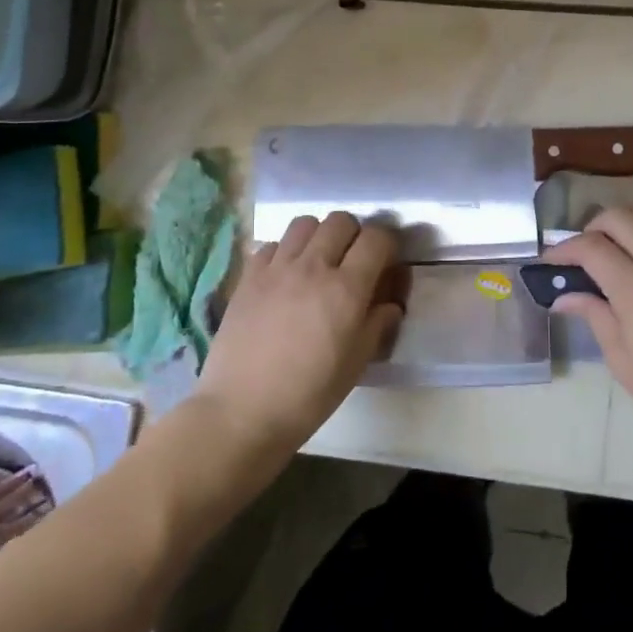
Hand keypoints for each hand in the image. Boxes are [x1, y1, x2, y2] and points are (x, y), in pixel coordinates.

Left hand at [194, 212, 401, 461]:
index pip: (376, 238)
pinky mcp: (249, 275)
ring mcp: (277, 267)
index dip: (387, 243)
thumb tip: (390, 303)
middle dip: (354, 234)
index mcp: (346, 289)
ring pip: (305, 223)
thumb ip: (378, 324)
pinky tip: (285, 276)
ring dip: (319, 236)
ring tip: (318, 261)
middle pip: (341, 220)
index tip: (386, 261)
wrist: (242, 411)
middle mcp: (313, 266)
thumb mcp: (357, 363)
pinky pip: (273, 243)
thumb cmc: (309, 394)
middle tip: (353, 261)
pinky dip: (285, 251)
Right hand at [545, 208, 632, 461]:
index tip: (550, 263)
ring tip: (620, 246)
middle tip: (583, 252)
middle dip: (594, 227)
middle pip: (621, 218)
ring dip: (631, 222)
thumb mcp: (621, 359)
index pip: (591, 248)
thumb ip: (594, 316)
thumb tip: (564, 297)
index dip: (564, 250)